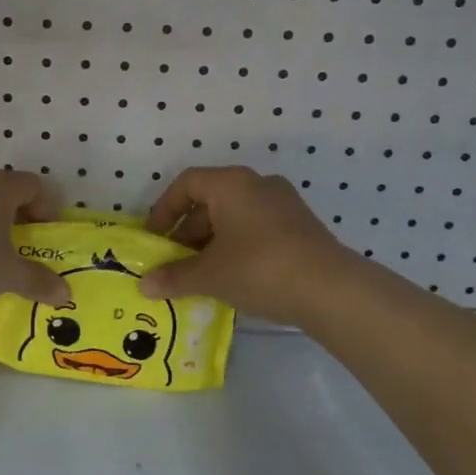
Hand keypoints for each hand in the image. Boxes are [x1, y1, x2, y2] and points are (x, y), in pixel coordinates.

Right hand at [140, 166, 355, 326]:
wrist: (331, 290)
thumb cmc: (259, 269)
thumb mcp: (210, 275)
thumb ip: (175, 277)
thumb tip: (144, 285)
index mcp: (232, 184)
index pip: (186, 184)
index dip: (164, 210)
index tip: (155, 240)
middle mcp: (258, 184)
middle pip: (211, 200)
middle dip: (188, 232)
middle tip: (176, 264)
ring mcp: (284, 204)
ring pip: (235, 217)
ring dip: (213, 243)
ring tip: (202, 276)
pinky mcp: (302, 227)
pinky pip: (257, 229)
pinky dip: (238, 247)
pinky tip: (235, 279)